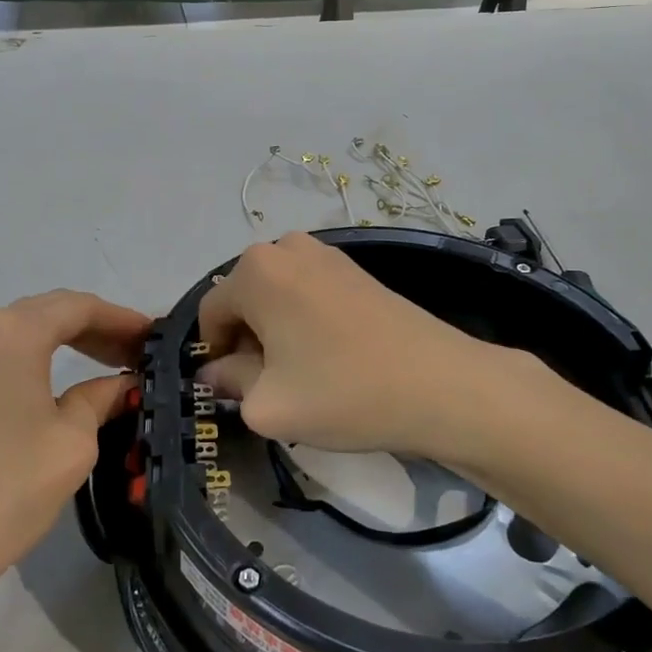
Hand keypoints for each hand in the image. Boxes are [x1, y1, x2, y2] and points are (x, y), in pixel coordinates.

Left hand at [0, 290, 150, 609]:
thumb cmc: (5, 488)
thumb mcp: (72, 442)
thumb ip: (101, 399)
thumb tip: (122, 384)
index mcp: (12, 331)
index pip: (78, 307)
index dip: (121, 318)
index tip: (155, 336)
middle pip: (48, 313)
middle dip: (96, 329)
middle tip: (136, 353)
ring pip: (22, 332)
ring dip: (65, 343)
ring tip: (107, 365)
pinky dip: (36, 359)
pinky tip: (58, 384)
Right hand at [198, 234, 560, 467]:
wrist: (440, 384)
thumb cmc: (343, 392)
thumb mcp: (268, 404)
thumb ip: (229, 383)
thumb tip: (214, 373)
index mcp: (255, 270)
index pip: (211, 312)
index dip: (214, 355)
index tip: (235, 390)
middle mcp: (286, 247)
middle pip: (244, 299)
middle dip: (247, 340)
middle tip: (271, 385)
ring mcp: (326, 253)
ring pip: (276, 296)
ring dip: (276, 331)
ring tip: (304, 373)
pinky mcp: (356, 268)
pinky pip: (307, 292)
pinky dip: (305, 321)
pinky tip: (331, 357)